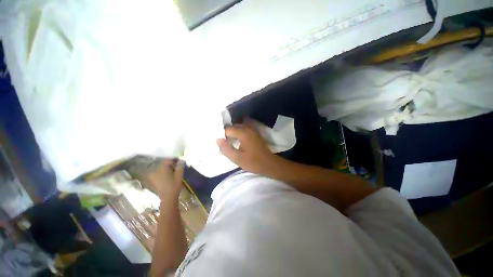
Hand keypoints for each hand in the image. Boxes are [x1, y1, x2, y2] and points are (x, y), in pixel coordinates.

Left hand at [147, 160, 184, 199]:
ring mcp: (153, 175)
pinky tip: (170, 174)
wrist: (168, 199)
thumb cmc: (174, 186)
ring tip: (175, 169)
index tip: (180, 159)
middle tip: (178, 164)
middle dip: (171, 163)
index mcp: (161, 168)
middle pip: (164, 163)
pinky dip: (164, 171)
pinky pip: (159, 172)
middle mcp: (155, 170)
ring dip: (168, 167)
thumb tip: (182, 159)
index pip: (167, 159)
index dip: (174, 158)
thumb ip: (180, 166)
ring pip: (161, 168)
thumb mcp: (179, 176)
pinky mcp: (153, 180)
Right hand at [216, 122, 276, 174]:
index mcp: (243, 132)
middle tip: (224, 143)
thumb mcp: (237, 158)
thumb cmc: (253, 162)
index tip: (221, 143)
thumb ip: (226, 149)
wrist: (269, 164)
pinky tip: (238, 141)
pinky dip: (239, 133)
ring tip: (230, 142)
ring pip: (239, 127)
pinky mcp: (255, 133)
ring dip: (233, 133)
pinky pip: (244, 129)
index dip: (222, 136)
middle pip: (233, 127)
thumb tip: (218, 139)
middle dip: (227, 133)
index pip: (228, 129)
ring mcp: (253, 130)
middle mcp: (248, 128)